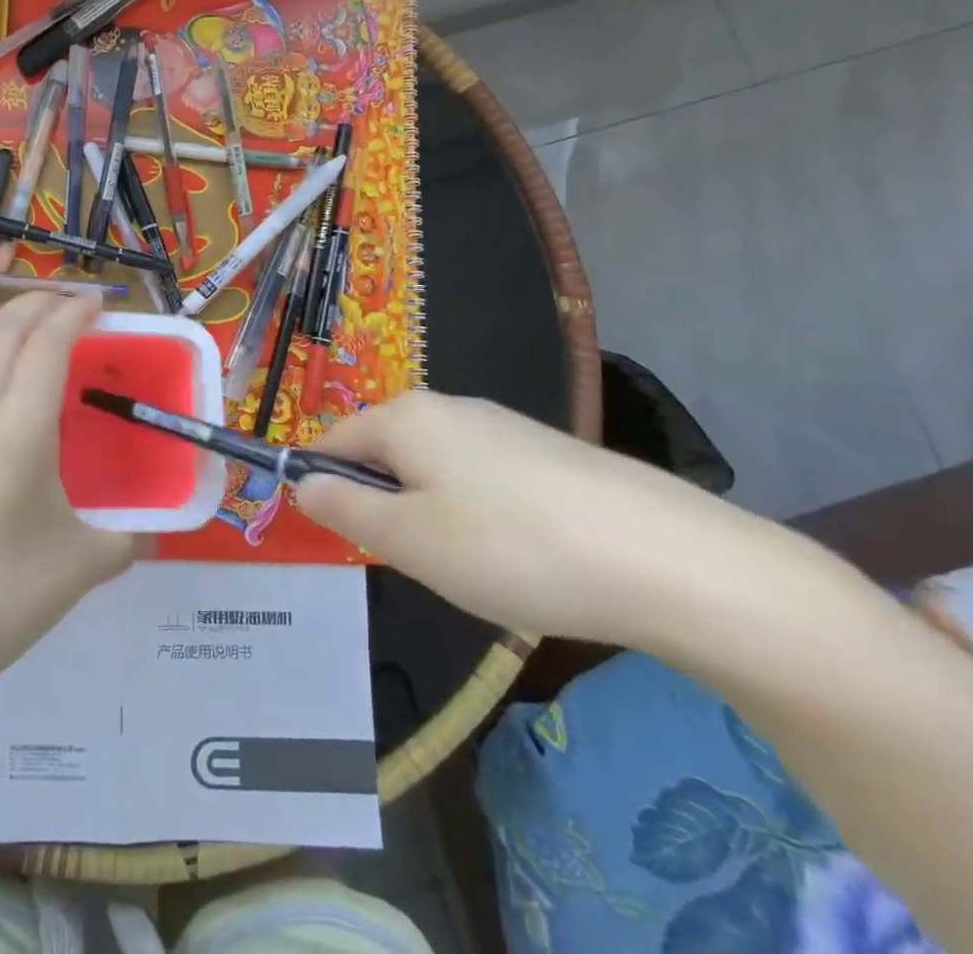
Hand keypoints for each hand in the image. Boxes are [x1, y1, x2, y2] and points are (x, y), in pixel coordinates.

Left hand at [0, 293, 137, 742]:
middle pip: (1, 329)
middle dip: (36, 304)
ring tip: (22, 338)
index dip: (74, 313)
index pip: (47, 343)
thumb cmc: (1, 599)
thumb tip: (152, 532)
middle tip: (67, 306)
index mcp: (19, 429)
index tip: (98, 303)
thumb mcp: (82, 566)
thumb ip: (127, 539)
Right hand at [294, 390, 801, 647]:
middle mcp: (448, 406)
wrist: (670, 559)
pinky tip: (523, 556)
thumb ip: (343, 508)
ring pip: (435, 470)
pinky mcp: (547, 451)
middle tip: (419, 562)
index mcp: (405, 417)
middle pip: (385, 454)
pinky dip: (482, 517)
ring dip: (434, 515)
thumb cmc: (511, 547)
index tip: (343, 539)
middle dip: (387, 506)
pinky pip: (483, 479)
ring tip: (476, 567)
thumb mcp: (408, 541)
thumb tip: (302, 483)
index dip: (323, 486)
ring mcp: (503, 425)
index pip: (333, 441)